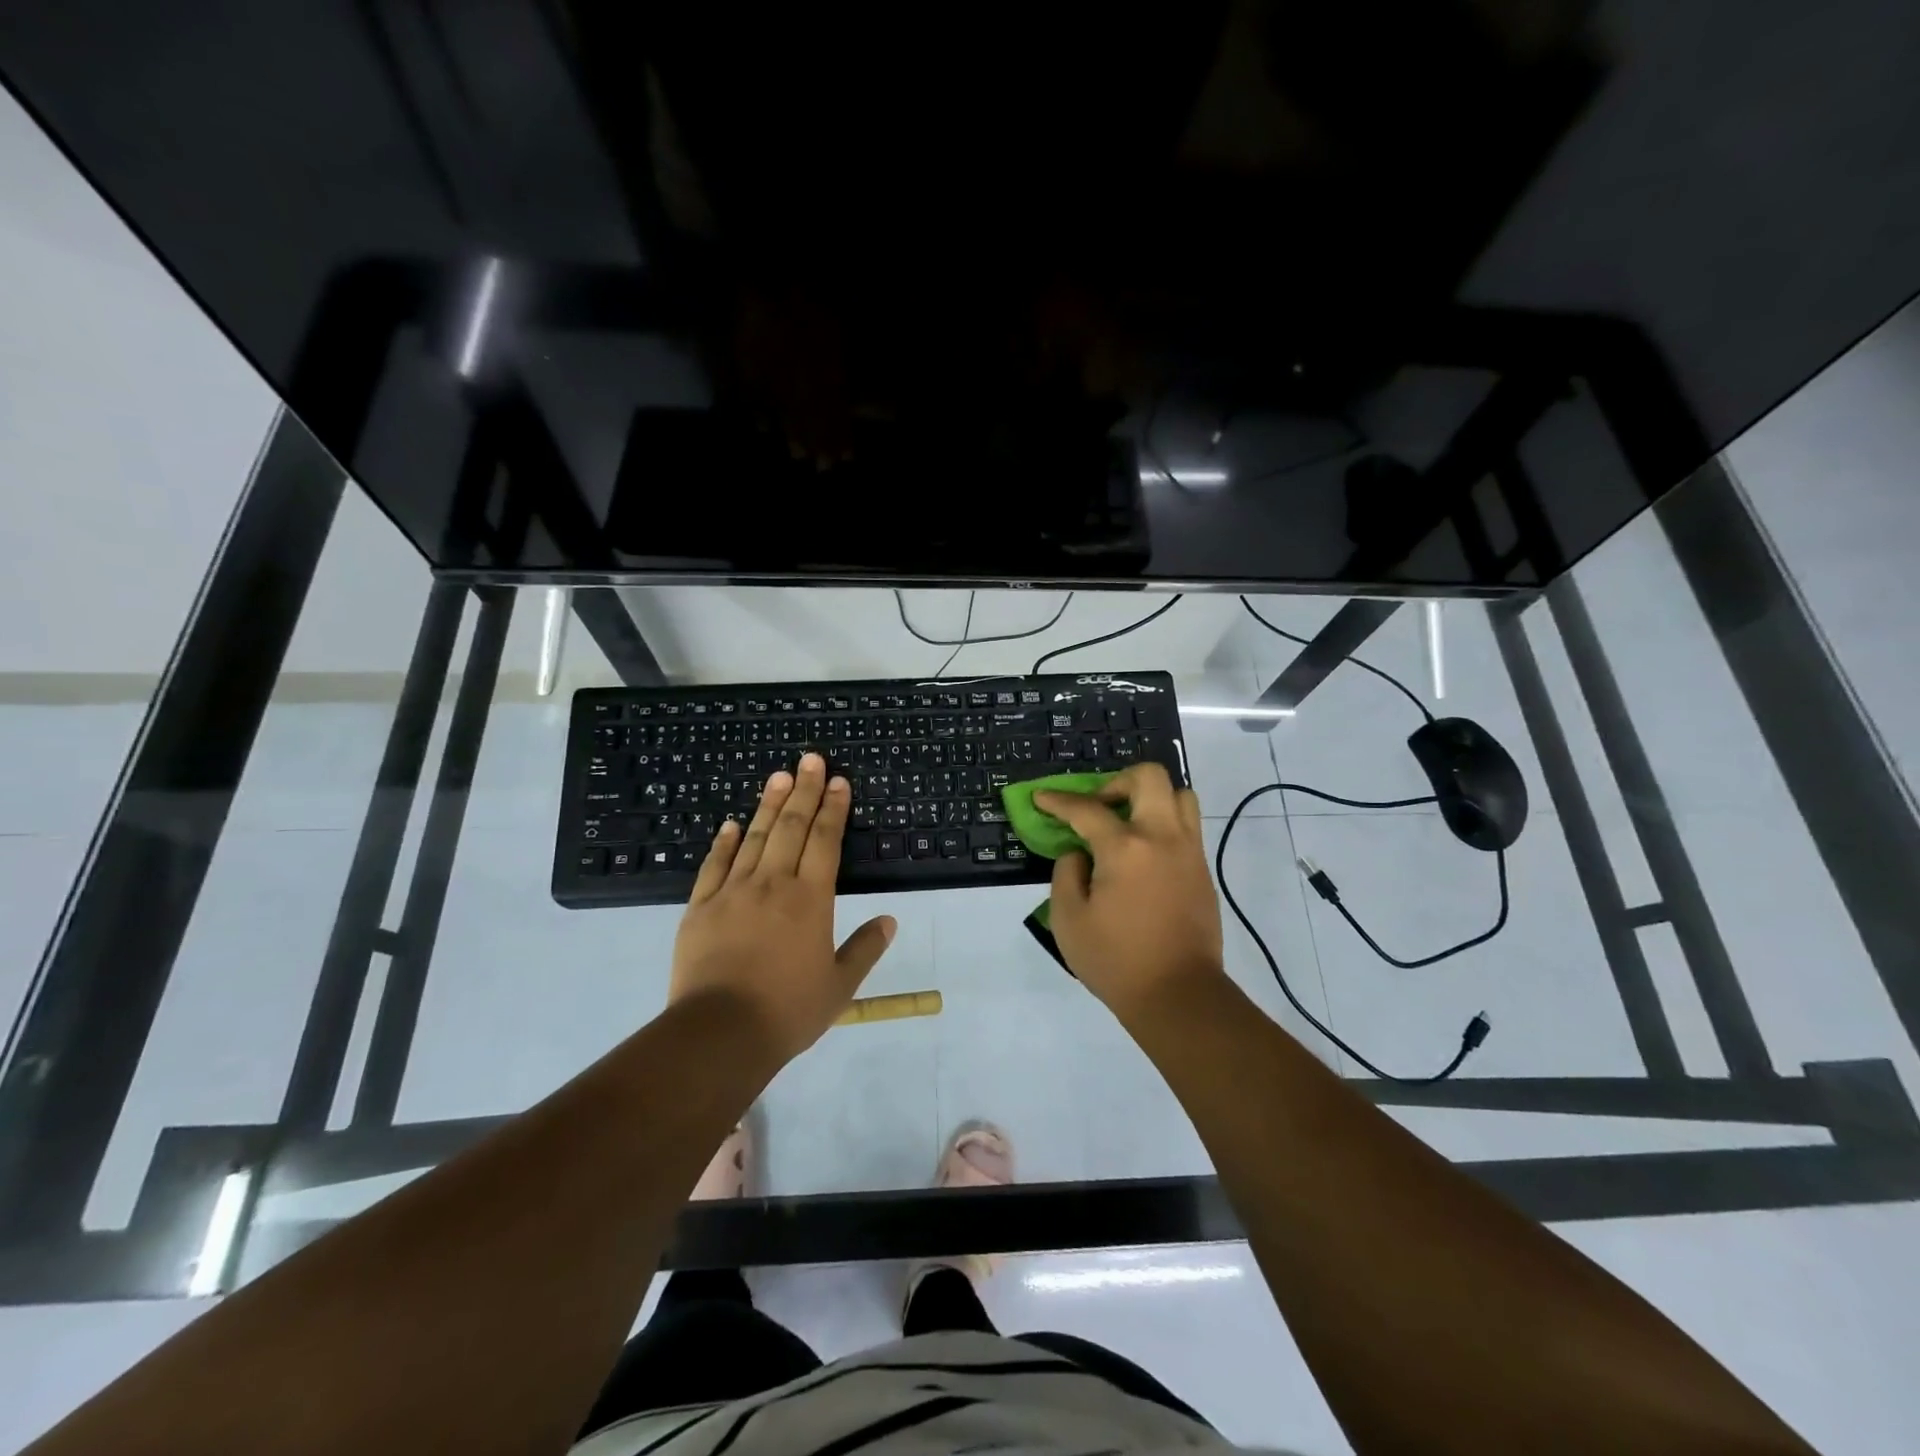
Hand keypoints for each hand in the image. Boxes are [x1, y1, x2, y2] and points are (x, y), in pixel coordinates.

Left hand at [670, 753, 895, 1061]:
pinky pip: (714, 865)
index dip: (834, 809)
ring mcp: (732, 892)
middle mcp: (773, 884)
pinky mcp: (700, 907)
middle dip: (804, 791)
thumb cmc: (787, 1011)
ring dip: (768, 804)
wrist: (720, 1033)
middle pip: (790, 827)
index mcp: (810, 899)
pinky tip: (731, 824)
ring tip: (779, 776)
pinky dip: (724, 842)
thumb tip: (889, 920)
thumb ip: (865, 949)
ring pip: (754, 837)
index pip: (825, 841)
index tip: (839, 781)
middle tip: (811, 759)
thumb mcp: (839, 986)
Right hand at [1034, 762, 1225, 1021]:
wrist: (1178, 995)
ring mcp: (1189, 852)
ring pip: (1180, 796)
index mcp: (1125, 848)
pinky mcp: (1202, 871)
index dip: (1059, 801)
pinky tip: (1143, 854)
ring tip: (1128, 824)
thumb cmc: (1116, 960)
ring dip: (1150, 798)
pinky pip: (1187, 827)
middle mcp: (1162, 838)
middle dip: (1117, 781)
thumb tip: (1080, 853)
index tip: (1042, 797)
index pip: (1087, 809)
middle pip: (1149, 778)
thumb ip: (1067, 874)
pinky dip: (1164, 824)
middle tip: (1099, 806)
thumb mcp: (1069, 920)